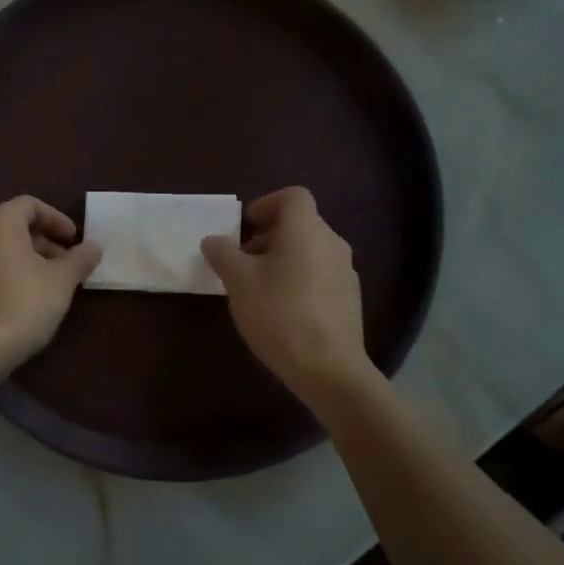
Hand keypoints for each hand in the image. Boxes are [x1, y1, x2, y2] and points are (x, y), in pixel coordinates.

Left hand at [0, 196, 101, 369]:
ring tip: (51, 282)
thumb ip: (80, 258)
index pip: (30, 205)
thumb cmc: (24, 303)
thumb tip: (94, 246)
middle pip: (15, 226)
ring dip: (29, 258)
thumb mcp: (62, 280)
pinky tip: (27, 297)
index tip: (74, 240)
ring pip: (2, 248)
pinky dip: (11, 272)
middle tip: (67, 263)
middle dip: (45, 241)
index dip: (56, 219)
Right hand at [200, 187, 374, 401]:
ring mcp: (345, 272)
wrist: (328, 368)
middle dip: (268, 237)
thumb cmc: (279, 313)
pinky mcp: (349, 300)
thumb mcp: (238, 281)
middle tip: (242, 262)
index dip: (265, 204)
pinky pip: (320, 276)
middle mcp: (332, 243)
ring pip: (309, 251)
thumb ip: (222, 253)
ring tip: (258, 289)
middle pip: (299, 224)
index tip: (245, 228)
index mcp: (306, 229)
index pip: (292, 196)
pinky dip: (299, 281)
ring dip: (282, 260)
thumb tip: (214, 240)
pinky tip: (282, 311)